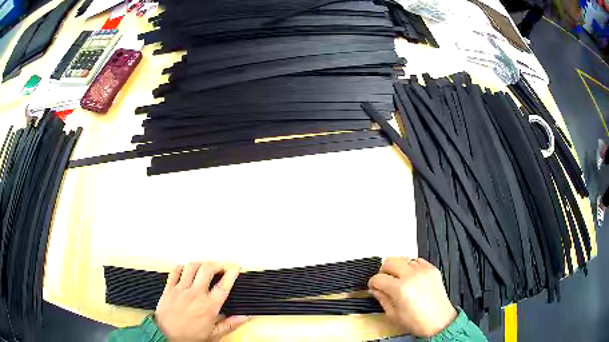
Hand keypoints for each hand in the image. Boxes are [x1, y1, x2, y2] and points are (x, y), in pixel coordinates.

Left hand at [155, 262, 248, 341]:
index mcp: (209, 307)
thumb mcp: (213, 334)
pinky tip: (186, 270)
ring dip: (200, 264)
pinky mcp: (169, 288)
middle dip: (216, 265)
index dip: (231, 273)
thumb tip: (245, 317)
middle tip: (220, 268)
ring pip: (191, 267)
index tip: (235, 267)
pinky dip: (182, 267)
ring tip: (204, 267)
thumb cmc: (189, 337)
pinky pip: (175, 271)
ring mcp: (181, 289)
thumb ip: (230, 324)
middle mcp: (195, 295)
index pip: (223, 286)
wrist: (165, 335)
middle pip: (207, 269)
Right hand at [368, 257, 456, 337]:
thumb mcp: (393, 315)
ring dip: (398, 268)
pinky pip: (417, 261)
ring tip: (399, 279)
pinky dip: (411, 266)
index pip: (379, 278)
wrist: (439, 321)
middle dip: (383, 271)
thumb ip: (382, 299)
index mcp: (400, 289)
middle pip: (390, 262)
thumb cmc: (415, 322)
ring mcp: (423, 270)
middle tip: (385, 280)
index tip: (373, 287)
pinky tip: (411, 277)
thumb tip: (375, 289)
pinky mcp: (432, 269)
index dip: (373, 283)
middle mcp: (412, 275)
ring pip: (404, 259)